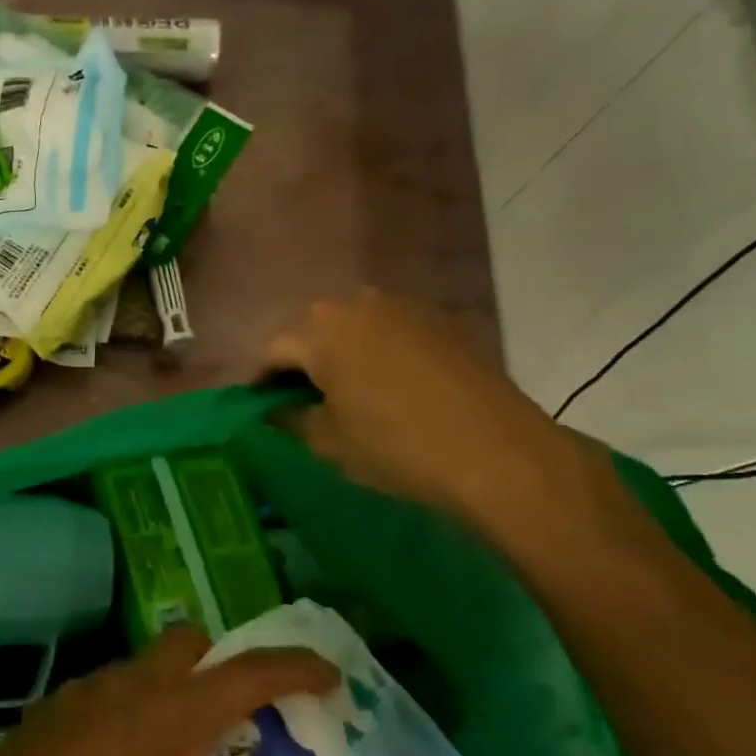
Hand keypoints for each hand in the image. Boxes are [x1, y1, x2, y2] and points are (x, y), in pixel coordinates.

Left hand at [0, 626, 336, 755]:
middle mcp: (123, 690)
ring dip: (170, 695)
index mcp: (166, 720)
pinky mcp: (42, 716)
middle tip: (236, 725)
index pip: (247, 673)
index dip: (295, 667)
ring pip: (141, 668)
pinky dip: (127, 717)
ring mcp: (76, 696)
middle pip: (187, 642)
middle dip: (222, 666)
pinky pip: (103, 696)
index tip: (329, 675)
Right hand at [264, 290, 621, 536]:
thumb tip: (271, 409)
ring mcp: (405, 307)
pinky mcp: (441, 321)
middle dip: (300, 363)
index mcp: (321, 330)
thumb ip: (288, 419)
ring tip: (343, 394)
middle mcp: (358, 303)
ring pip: (354, 328)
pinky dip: (378, 354)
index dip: (259, 381)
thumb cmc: (395, 446)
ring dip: (340, 355)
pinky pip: (391, 332)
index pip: (272, 350)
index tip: (258, 407)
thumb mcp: (327, 442)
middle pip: (313, 331)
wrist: (497, 452)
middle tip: (298, 401)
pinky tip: (388, 388)